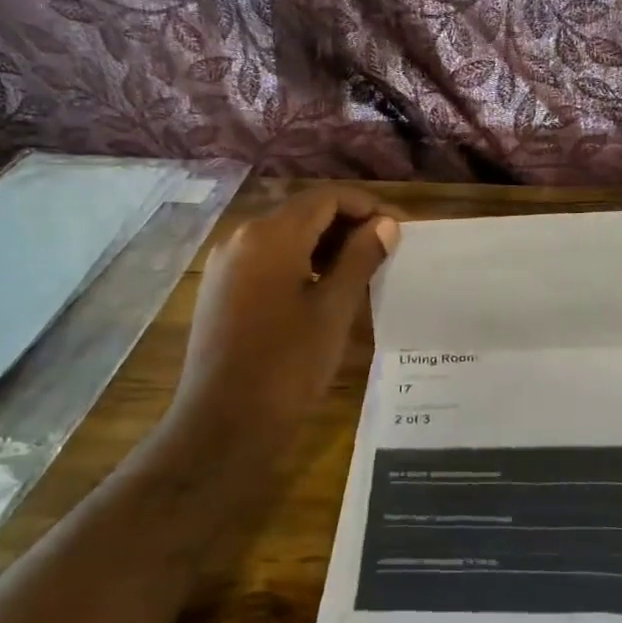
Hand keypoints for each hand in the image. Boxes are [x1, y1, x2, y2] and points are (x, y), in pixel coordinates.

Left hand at [169, 188, 400, 440]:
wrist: (223, 424)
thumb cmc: (287, 365)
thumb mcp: (334, 309)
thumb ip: (361, 258)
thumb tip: (385, 224)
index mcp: (271, 234)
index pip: (328, 197)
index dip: (368, 207)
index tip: (401, 230)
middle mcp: (242, 237)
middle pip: (304, 212)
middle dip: (348, 224)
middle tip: (387, 251)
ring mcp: (226, 263)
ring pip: (285, 236)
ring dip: (325, 244)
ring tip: (362, 270)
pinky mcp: (220, 288)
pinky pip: (267, 259)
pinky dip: (300, 262)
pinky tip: (324, 289)